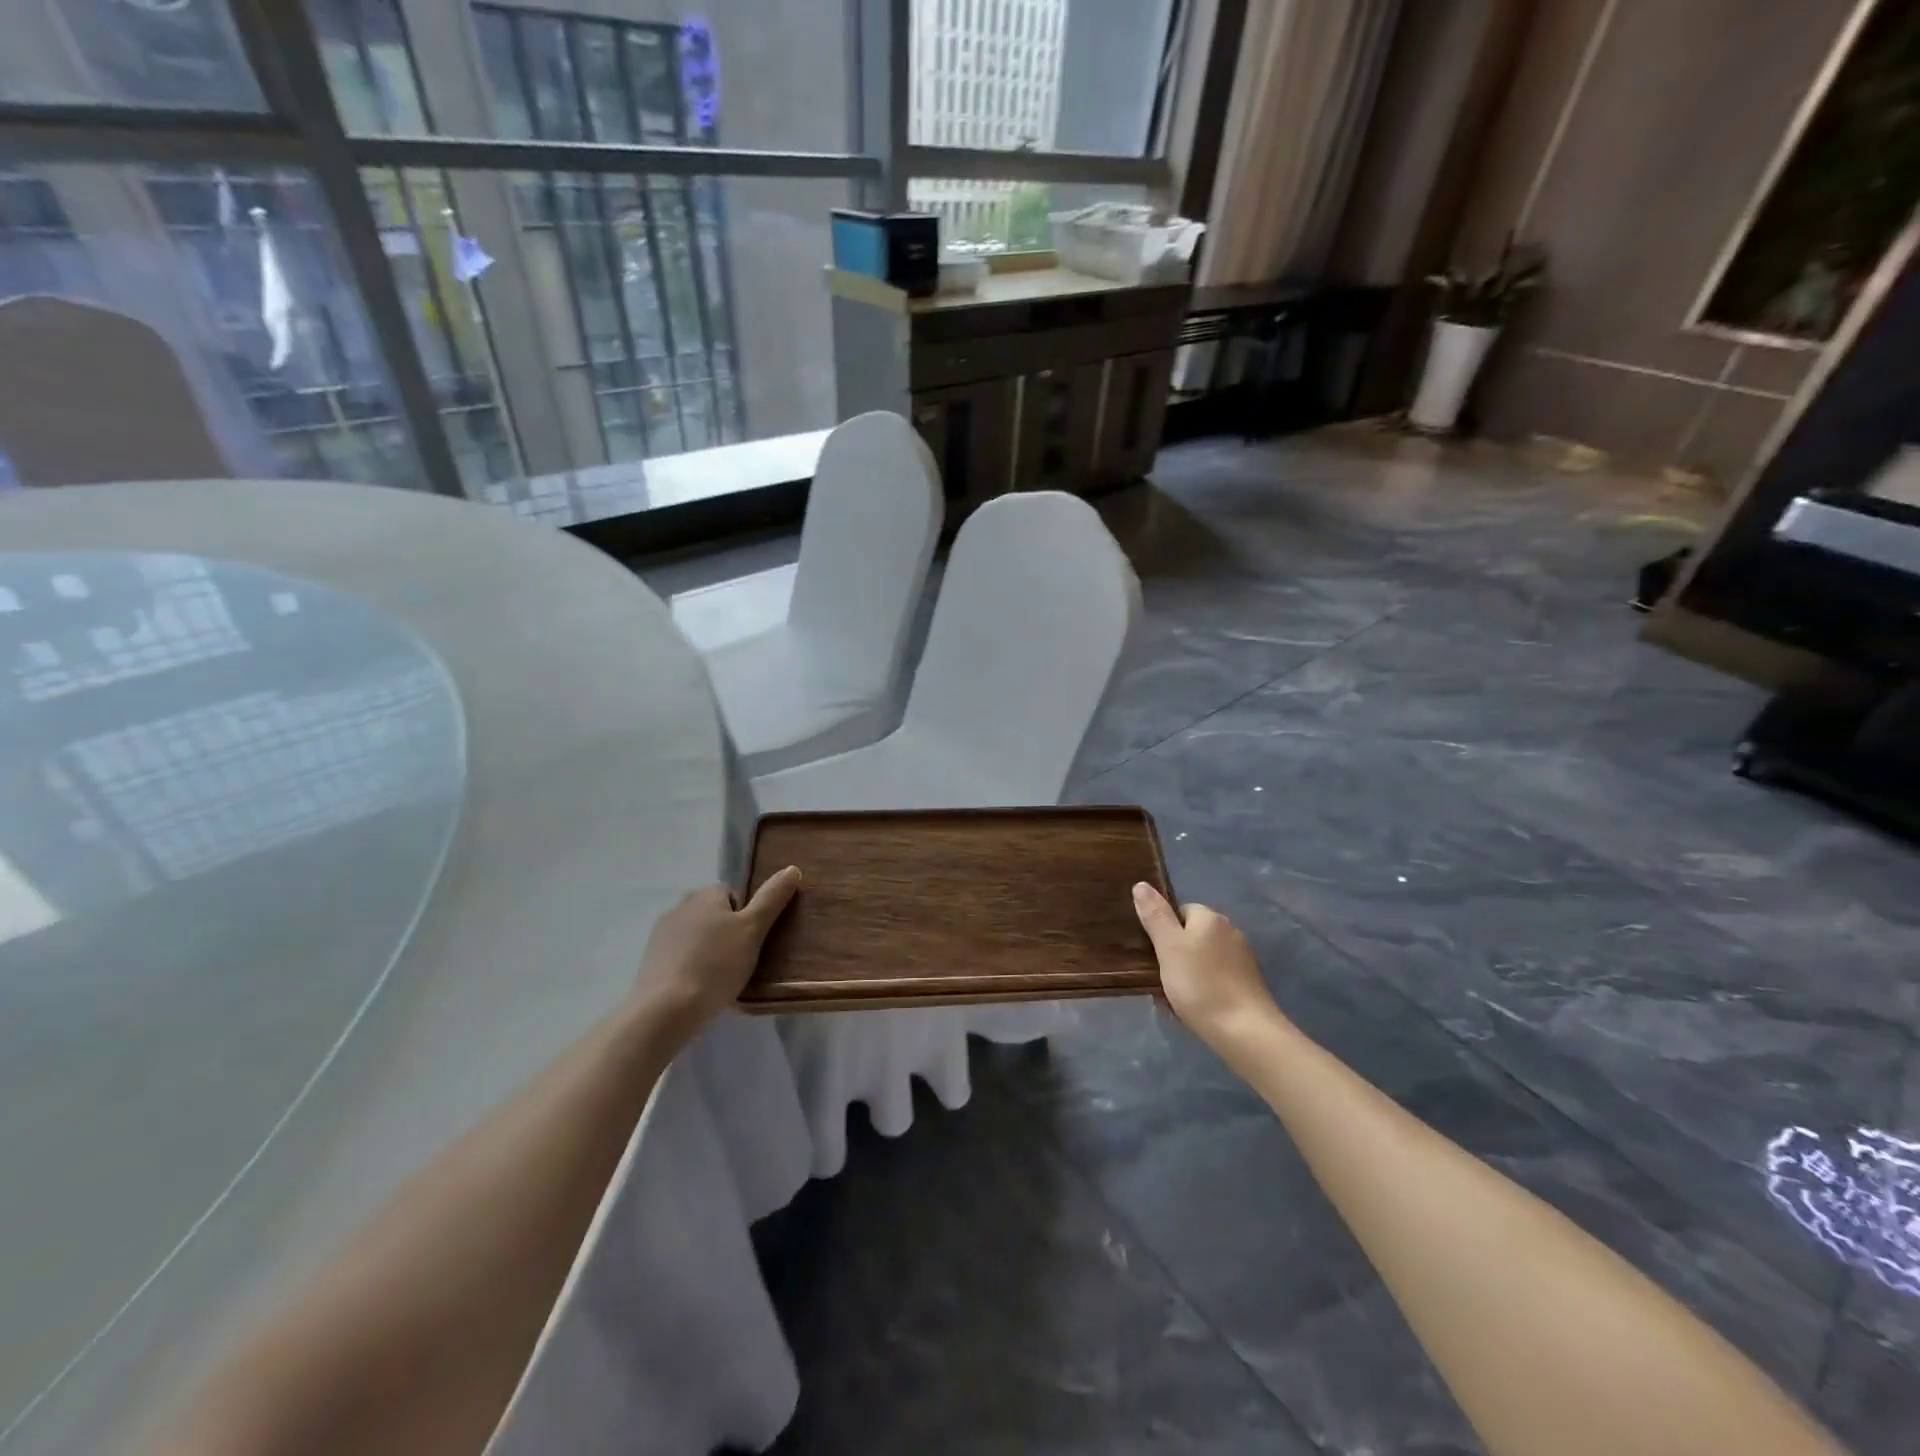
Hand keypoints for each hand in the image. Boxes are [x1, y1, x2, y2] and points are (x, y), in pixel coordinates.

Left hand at [633, 867, 800, 1029]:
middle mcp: (680, 906)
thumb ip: (772, 898)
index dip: (747, 916)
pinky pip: (680, 957)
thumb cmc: (716, 964)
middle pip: (714, 914)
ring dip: (709, 950)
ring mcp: (661, 934)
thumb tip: (792, 869)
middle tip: (742, 960)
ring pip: (696, 936)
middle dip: (727, 933)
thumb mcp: (754, 929)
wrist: (666, 1009)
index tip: (754, 940)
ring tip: (722, 979)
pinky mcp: (650, 961)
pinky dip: (691, 967)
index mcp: (705, 894)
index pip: (734, 894)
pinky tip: (699, 988)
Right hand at [1132, 882, 1278, 1047]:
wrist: (1245, 1032)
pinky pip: (1216, 978)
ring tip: (1174, 997)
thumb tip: (1141, 884)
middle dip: (1175, 954)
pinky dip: (1204, 988)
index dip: (1163, 930)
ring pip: (1203, 958)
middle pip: (1192, 935)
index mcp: (1210, 918)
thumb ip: (1155, 915)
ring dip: (1188, 973)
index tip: (1154, 954)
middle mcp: (1229, 931)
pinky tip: (1196, 1007)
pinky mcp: (1248, 984)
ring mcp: (1242, 958)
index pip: (1180, 911)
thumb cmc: (1200, 984)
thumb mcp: (1168, 947)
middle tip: (1160, 977)